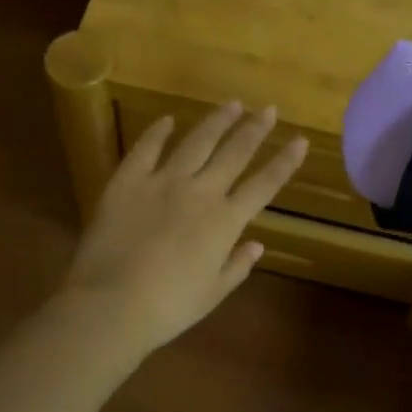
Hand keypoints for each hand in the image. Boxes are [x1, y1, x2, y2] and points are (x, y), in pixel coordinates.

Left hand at [61, 102, 307, 352]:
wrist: (112, 302)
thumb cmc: (168, 307)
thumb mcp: (212, 293)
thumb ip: (236, 266)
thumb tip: (256, 245)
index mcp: (225, 221)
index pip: (264, 184)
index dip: (284, 162)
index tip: (300, 140)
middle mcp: (200, 191)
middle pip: (234, 152)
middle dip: (254, 129)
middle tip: (268, 108)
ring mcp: (163, 180)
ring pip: (197, 141)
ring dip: (216, 121)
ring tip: (231, 103)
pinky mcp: (128, 179)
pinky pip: (147, 147)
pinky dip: (158, 131)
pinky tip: (168, 119)